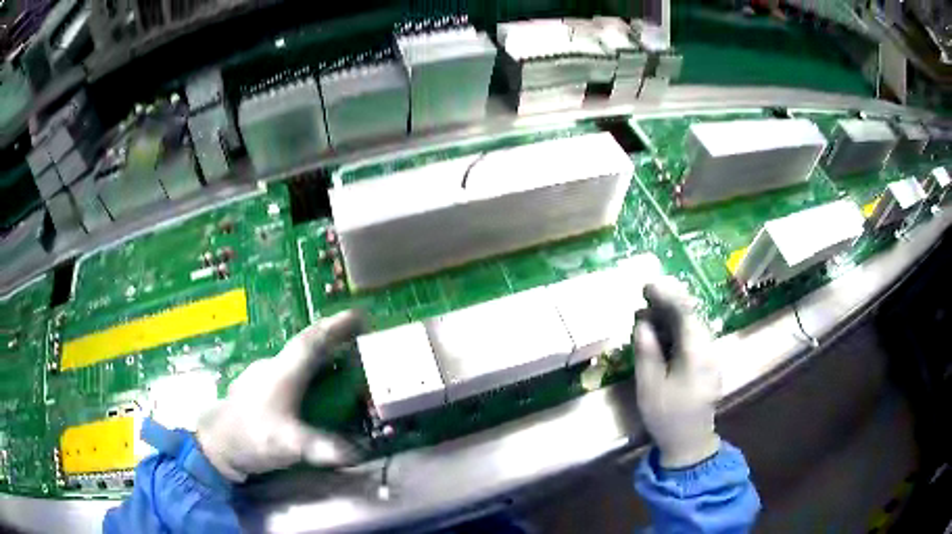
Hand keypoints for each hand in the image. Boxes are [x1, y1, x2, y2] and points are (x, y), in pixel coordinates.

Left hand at [197, 310, 364, 481]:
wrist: (215, 444)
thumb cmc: (251, 437)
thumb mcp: (287, 444)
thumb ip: (321, 447)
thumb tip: (358, 454)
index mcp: (283, 373)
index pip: (312, 342)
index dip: (337, 327)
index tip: (360, 316)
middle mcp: (273, 367)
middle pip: (306, 346)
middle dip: (333, 338)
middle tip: (358, 338)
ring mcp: (263, 376)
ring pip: (296, 359)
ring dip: (320, 354)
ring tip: (341, 361)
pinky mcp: (258, 388)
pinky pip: (289, 371)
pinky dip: (307, 371)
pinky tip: (311, 385)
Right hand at [633, 277, 721, 468]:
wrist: (690, 442)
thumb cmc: (667, 417)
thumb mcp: (649, 387)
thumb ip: (646, 351)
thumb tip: (642, 321)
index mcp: (697, 354)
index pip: (685, 313)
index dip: (666, 295)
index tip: (646, 286)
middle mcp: (709, 348)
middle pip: (691, 315)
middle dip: (667, 302)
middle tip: (643, 297)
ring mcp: (711, 355)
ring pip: (692, 324)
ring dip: (670, 315)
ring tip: (647, 313)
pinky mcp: (708, 362)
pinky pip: (693, 336)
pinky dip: (676, 328)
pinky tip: (661, 332)